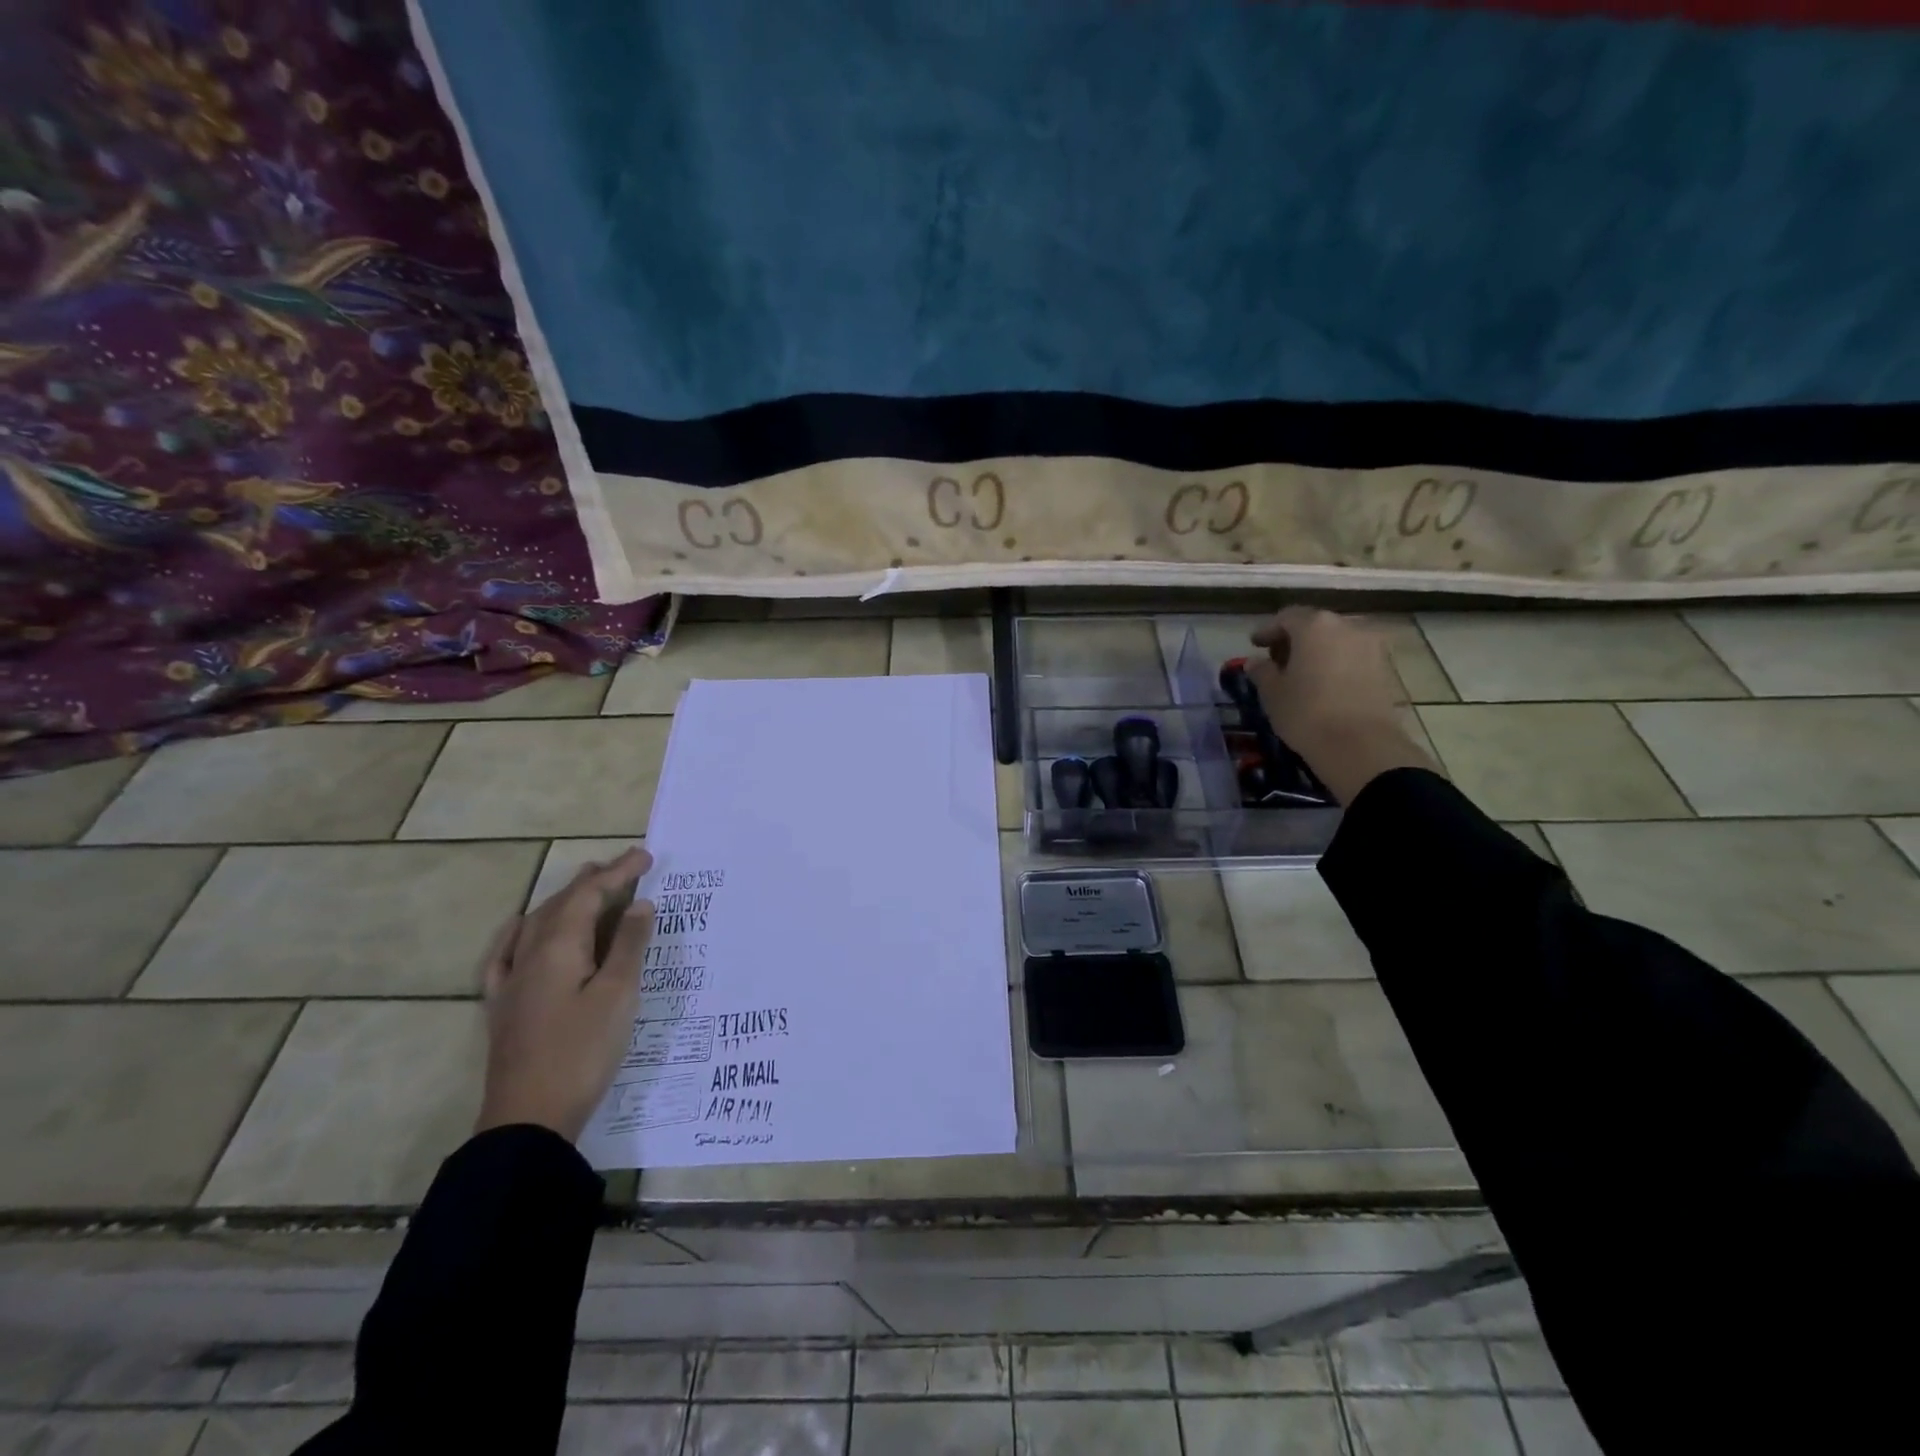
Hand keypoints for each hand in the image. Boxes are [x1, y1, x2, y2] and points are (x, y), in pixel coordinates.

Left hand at [474, 847, 653, 1142]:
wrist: (529, 1118)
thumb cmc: (582, 1052)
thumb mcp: (618, 996)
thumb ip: (629, 946)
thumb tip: (640, 904)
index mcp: (559, 948)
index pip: (590, 895)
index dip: (618, 872)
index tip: (646, 856)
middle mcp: (529, 955)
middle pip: (561, 904)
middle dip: (593, 881)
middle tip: (624, 866)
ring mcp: (511, 981)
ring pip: (536, 924)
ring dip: (564, 900)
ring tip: (587, 886)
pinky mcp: (503, 1006)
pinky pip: (506, 954)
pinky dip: (519, 932)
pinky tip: (520, 929)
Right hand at [1246, 607, 1435, 804]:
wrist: (1362, 746)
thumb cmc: (1307, 713)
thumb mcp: (1272, 693)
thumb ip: (1262, 672)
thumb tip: (1255, 662)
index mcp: (1315, 626)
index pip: (1286, 617)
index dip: (1268, 630)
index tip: (1255, 645)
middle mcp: (1347, 626)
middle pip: (1315, 625)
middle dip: (1294, 640)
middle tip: (1277, 660)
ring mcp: (1371, 646)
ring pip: (1336, 641)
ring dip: (1317, 652)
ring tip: (1301, 675)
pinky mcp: (1385, 668)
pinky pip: (1352, 658)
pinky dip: (1335, 664)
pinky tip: (1324, 685)